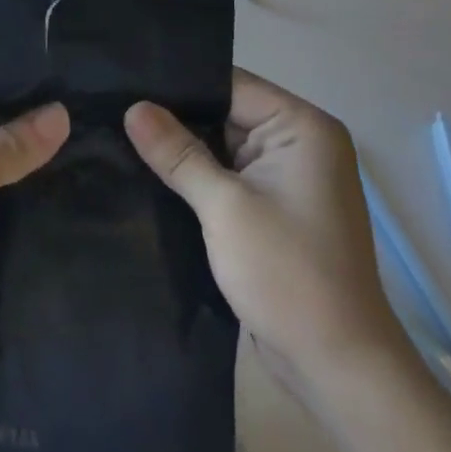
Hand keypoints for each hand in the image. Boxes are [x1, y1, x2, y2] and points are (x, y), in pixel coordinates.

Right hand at [124, 70, 408, 398]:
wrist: (338, 368)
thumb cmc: (288, 275)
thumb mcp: (225, 207)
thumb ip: (177, 153)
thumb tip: (132, 107)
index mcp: (302, 127)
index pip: (230, 84)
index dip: (177, 84)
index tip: (124, 83)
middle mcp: (299, 143)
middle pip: (224, 112)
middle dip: (174, 117)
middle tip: (112, 109)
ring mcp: (287, 177)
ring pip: (221, 145)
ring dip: (181, 149)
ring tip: (119, 135)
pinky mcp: (274, 208)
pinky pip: (228, 176)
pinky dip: (195, 177)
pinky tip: (150, 173)